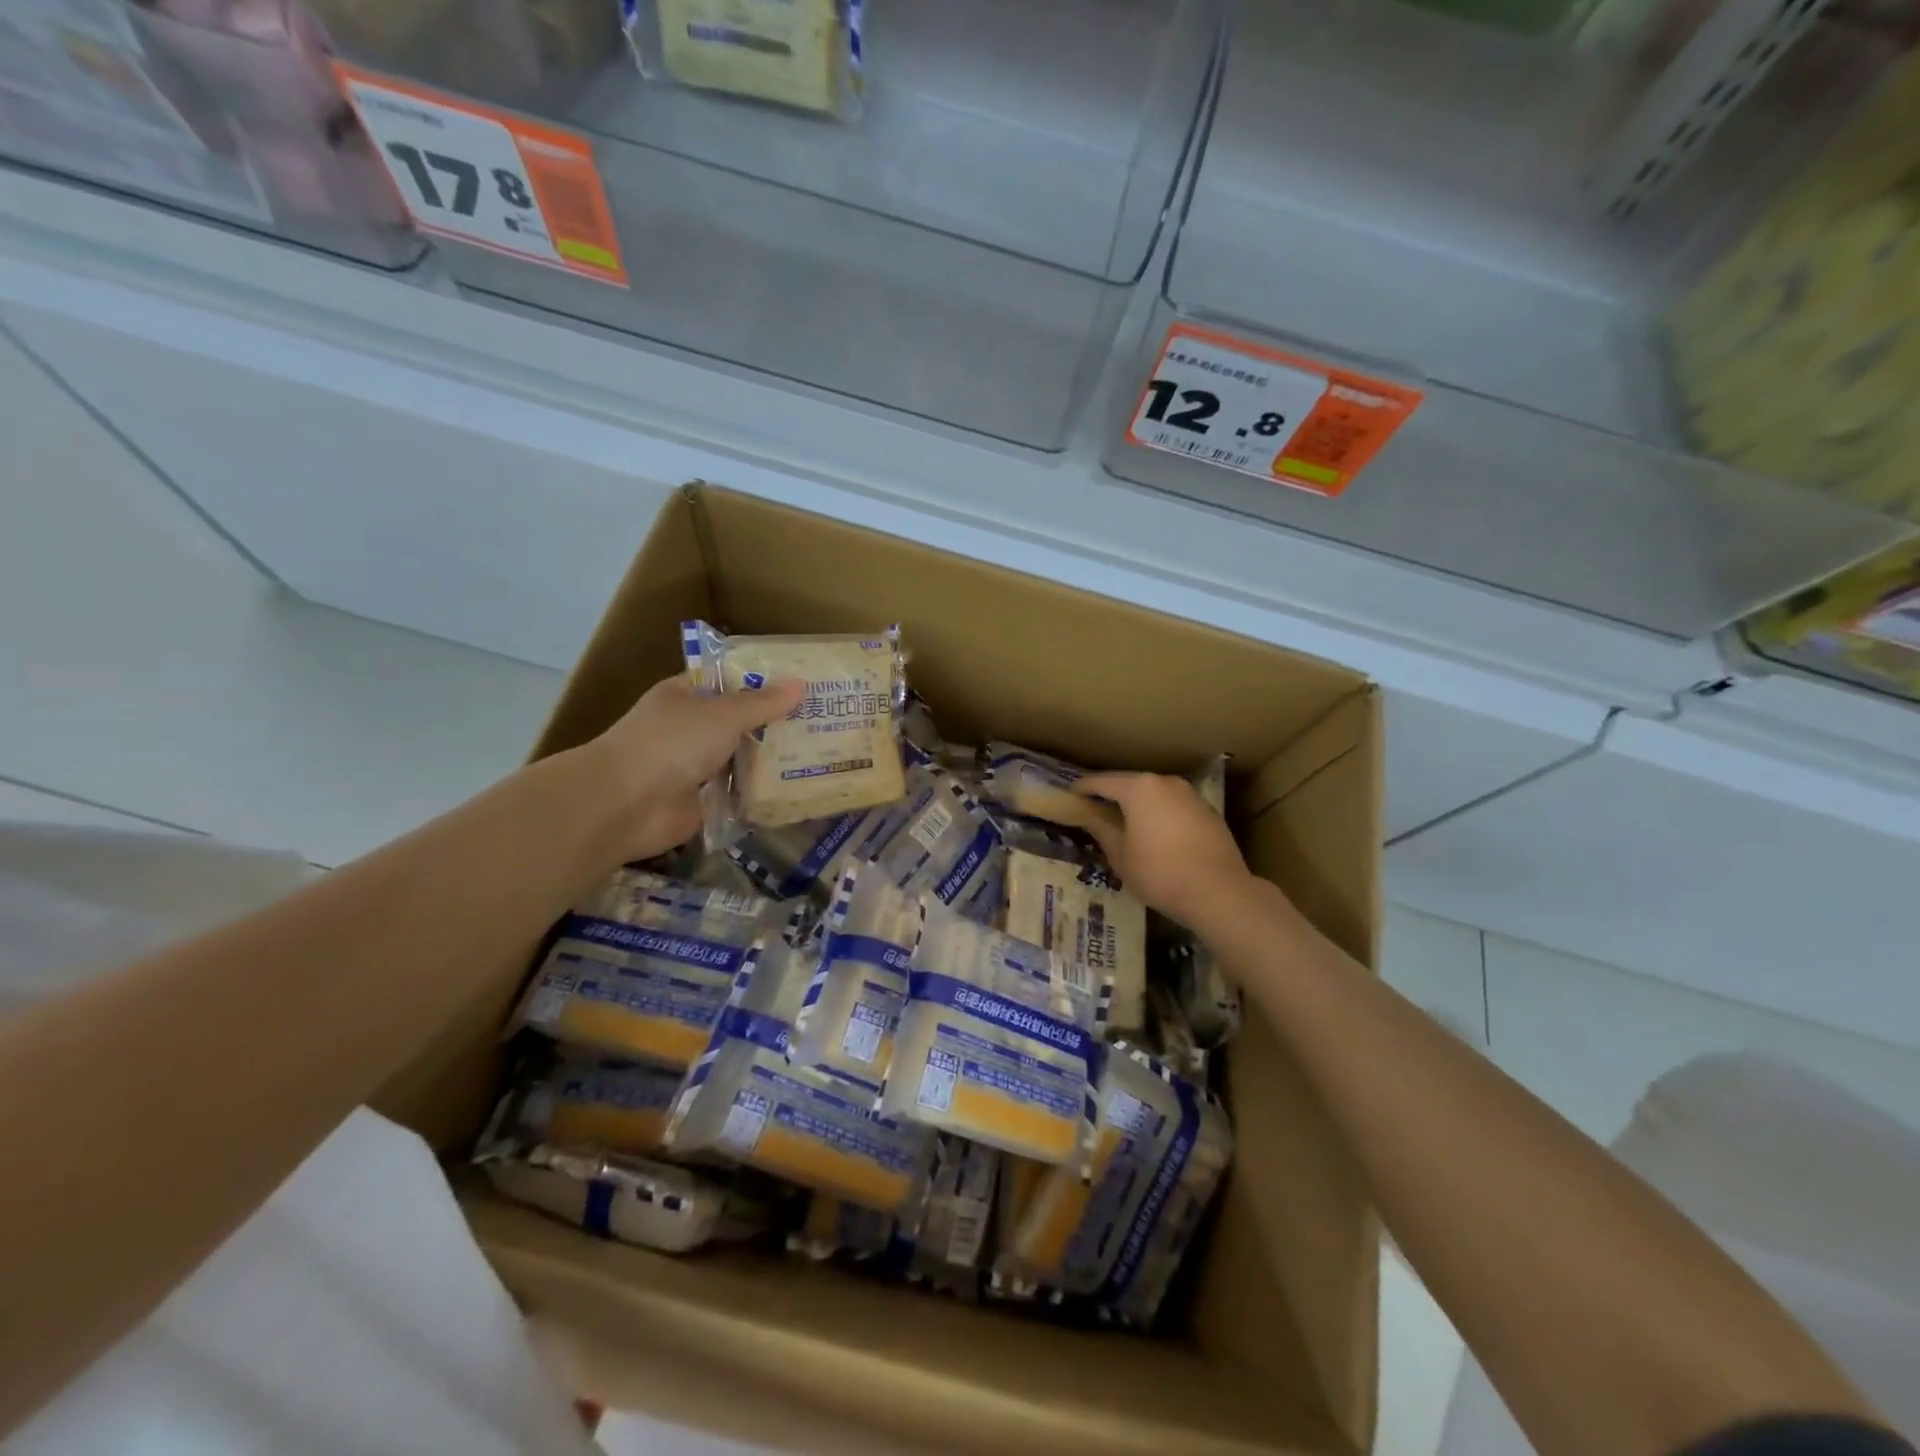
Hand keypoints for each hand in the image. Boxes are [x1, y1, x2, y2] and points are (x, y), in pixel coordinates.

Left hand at [590, 674, 804, 859]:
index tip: (803, 683)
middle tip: (823, 720)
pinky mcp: (704, 802)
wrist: (626, 804)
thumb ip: (762, 703)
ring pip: (742, 758)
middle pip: (740, 721)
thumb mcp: (722, 714)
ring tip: (820, 752)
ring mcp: (697, 767)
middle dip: (775, 722)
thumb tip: (801, 685)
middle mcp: (691, 729)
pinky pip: (740, 793)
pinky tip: (798, 788)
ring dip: (772, 760)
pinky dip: (762, 793)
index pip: (728, 681)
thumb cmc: (671, 743)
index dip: (763, 681)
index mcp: (686, 696)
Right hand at [1074, 772, 1254, 928]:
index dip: (1082, 789)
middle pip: (1129, 783)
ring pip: (1154, 794)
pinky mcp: (1207, 811)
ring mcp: (1189, 794)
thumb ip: (1101, 828)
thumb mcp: (1120, 855)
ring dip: (1137, 804)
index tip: (1069, 797)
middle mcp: (1164, 782)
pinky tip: (1155, 834)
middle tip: (1093, 809)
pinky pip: (1173, 806)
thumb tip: (1087, 815)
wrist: (1219, 892)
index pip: (1101, 782)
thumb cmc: (1159, 873)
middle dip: (1110, 794)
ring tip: (1123, 822)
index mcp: (1139, 788)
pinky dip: (1159, 814)